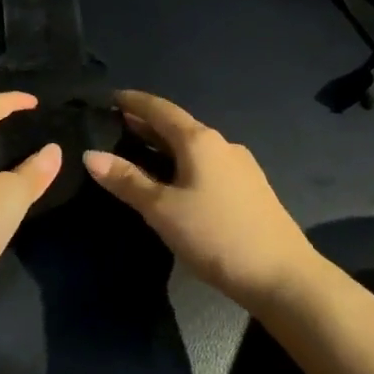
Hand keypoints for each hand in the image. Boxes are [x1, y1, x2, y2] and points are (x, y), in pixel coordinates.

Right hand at [84, 89, 314, 305]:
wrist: (282, 277)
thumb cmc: (216, 235)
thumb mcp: (162, 209)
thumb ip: (126, 180)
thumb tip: (90, 155)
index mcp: (200, 140)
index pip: (160, 109)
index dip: (133, 101)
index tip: (109, 97)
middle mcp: (222, 144)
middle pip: (177, 126)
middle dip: (146, 125)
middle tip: (114, 127)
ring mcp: (240, 167)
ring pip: (193, 147)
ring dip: (164, 146)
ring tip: (137, 154)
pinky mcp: (249, 189)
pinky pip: (206, 165)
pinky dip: (182, 163)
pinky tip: (173, 182)